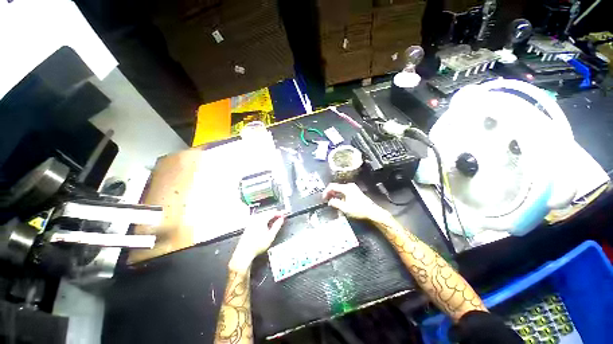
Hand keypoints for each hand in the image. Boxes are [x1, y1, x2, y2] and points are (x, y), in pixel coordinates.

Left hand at [229, 210, 284, 271]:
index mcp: (261, 219)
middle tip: (280, 216)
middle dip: (274, 214)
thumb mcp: (271, 236)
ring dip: (269, 216)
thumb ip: (277, 226)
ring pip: (262, 215)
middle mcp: (255, 218)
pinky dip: (264, 219)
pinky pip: (258, 218)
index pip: (272, 212)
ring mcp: (251, 222)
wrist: (244, 252)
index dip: (279, 213)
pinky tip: (266, 224)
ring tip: (275, 220)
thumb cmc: (258, 245)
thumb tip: (281, 219)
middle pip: (267, 212)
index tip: (284, 215)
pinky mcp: (249, 225)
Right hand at [323, 183, 388, 220]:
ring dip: (335, 194)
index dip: (326, 191)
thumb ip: (335, 203)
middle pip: (336, 187)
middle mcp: (349, 186)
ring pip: (340, 189)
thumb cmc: (358, 209)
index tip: (323, 198)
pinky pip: (344, 191)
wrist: (372, 212)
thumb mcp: (345, 208)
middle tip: (326, 199)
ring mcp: (353, 188)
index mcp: (346, 188)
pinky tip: (339, 201)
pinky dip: (339, 195)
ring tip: (332, 201)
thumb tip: (329, 201)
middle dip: (330, 193)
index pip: (332, 186)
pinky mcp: (355, 192)